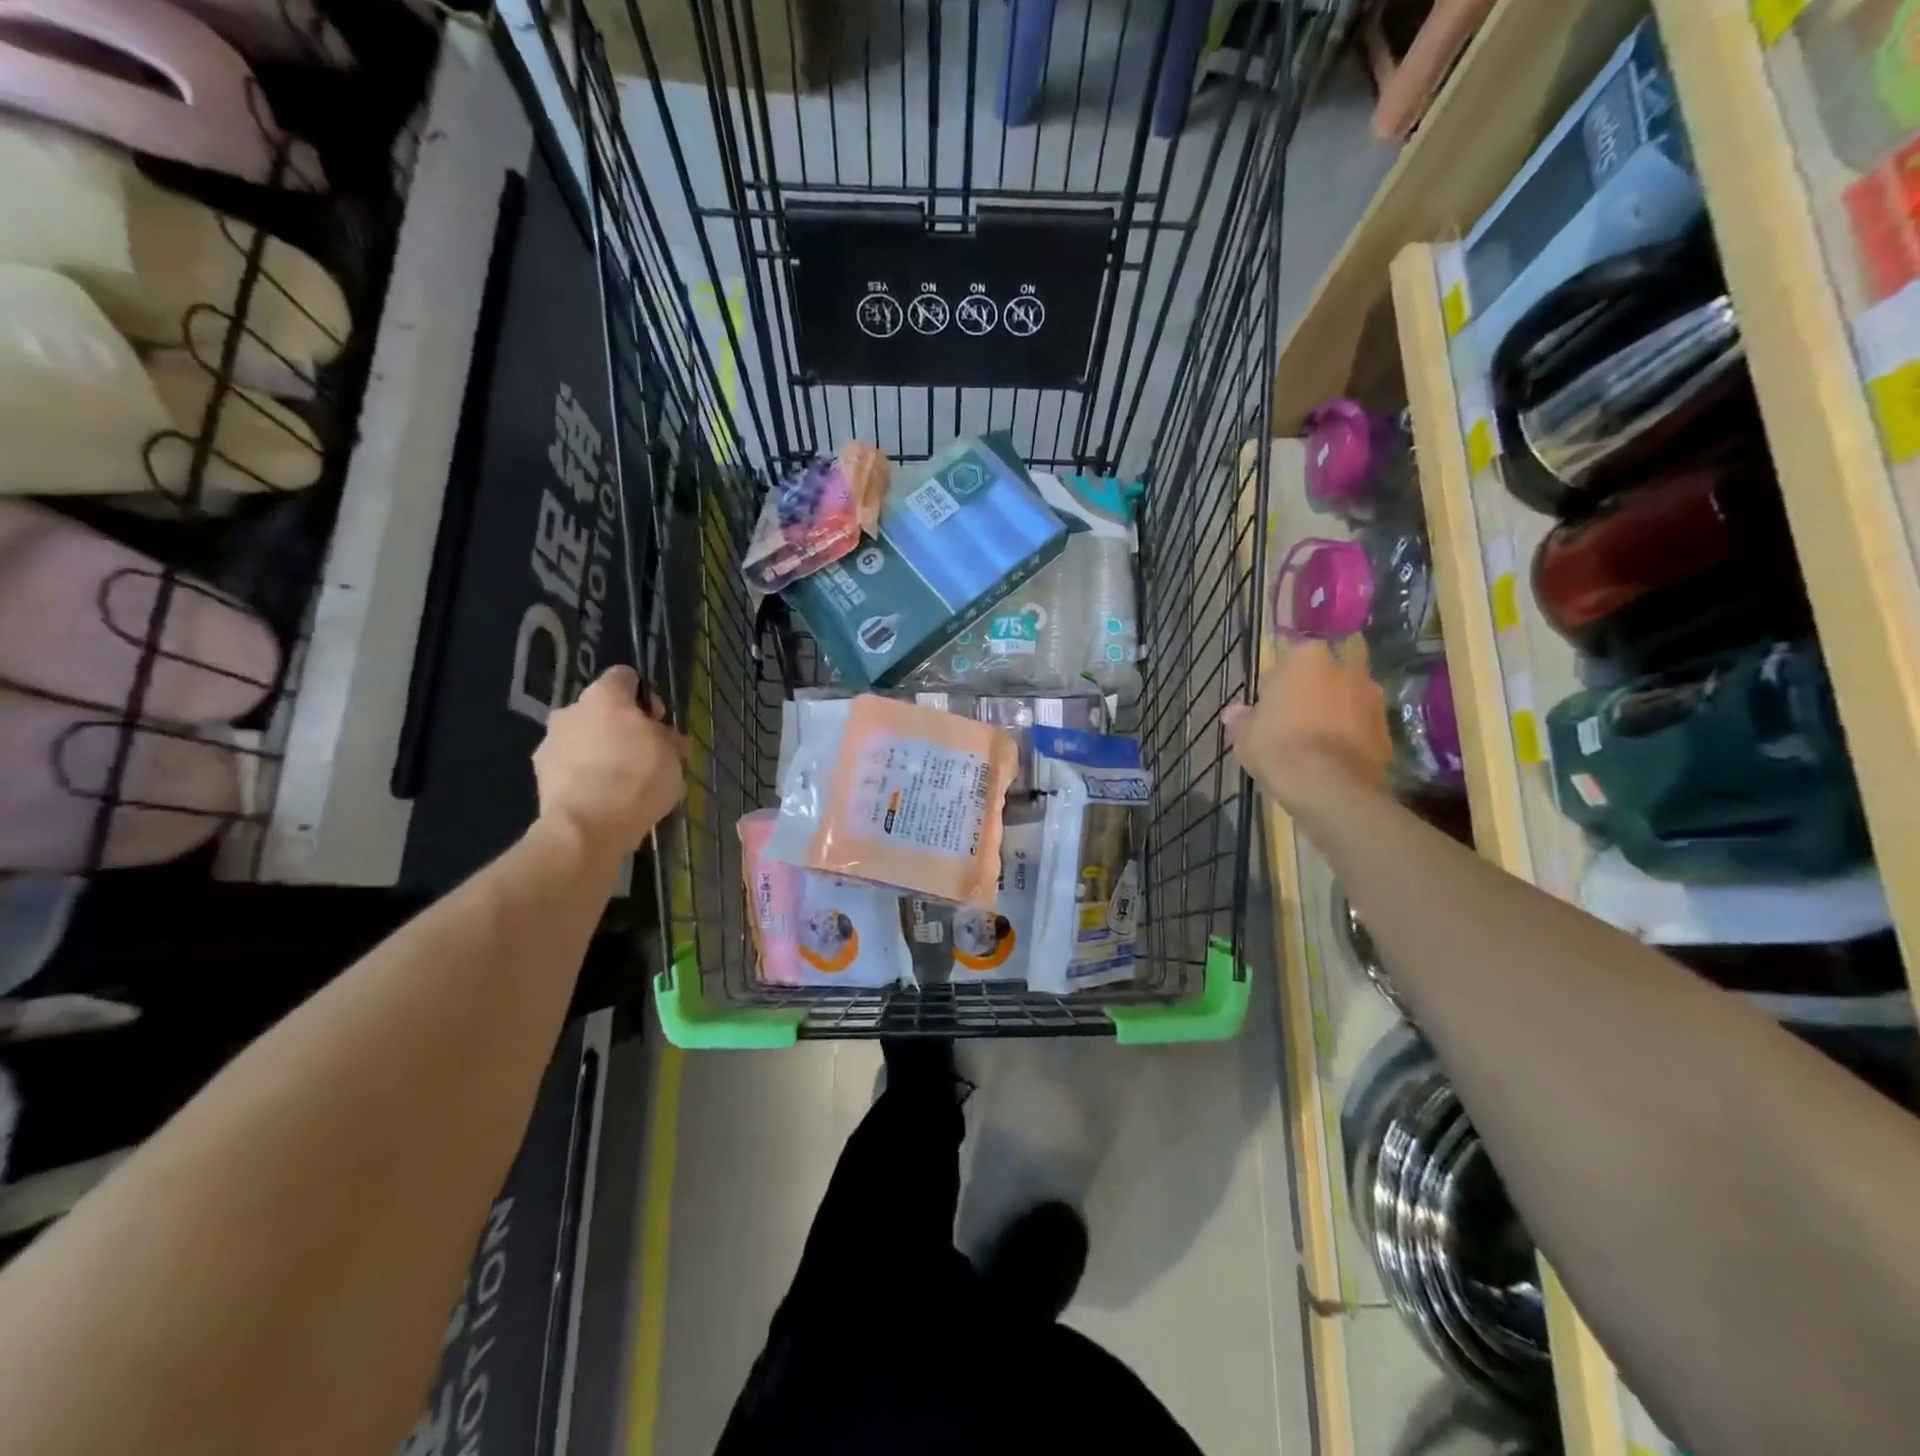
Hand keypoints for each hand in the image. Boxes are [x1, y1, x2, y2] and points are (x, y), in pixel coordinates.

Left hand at [533, 666, 687, 857]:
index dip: (644, 697)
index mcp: (605, 696)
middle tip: (644, 755)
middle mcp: (571, 711)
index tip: (657, 722)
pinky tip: (604, 798)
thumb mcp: (672, 755)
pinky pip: (570, 767)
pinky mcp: (540, 776)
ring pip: (582, 740)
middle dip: (620, 728)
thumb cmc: (638, 778)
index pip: (624, 677)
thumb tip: (661, 736)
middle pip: (600, 710)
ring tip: (623, 782)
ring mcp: (550, 743)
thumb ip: (665, 738)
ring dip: (600, 752)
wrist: (589, 826)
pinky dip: (585, 776)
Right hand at [1223, 641, 1393, 811]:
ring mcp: (1372, 697)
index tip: (1268, 705)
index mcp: (1307, 658)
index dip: (1277, 684)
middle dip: (1316, 687)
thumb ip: (1241, 718)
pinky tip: (1333, 756)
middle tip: (1298, 714)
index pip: (1288, 660)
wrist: (1329, 786)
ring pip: (1349, 696)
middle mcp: (1345, 668)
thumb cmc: (1279, 747)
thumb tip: (1236, 713)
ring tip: (1317, 739)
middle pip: (1327, 671)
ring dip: (1337, 710)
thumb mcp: (1244, 735)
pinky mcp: (1387, 728)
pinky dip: (1351, 734)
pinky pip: (1362, 724)